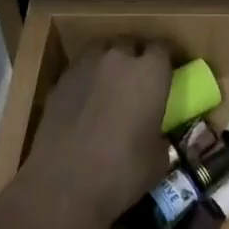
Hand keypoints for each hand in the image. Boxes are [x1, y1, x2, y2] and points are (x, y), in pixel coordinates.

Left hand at [22, 40, 173, 228]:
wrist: (64, 185)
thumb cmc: (122, 172)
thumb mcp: (158, 160)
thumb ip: (160, 136)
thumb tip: (156, 137)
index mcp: (150, 72)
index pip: (163, 48)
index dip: (166, 59)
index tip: (168, 73)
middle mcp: (119, 59)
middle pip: (131, 43)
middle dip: (136, 55)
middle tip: (139, 78)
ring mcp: (86, 66)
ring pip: (102, 50)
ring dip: (109, 61)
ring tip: (111, 83)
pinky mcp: (60, 81)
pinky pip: (80, 69)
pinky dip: (87, 78)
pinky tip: (86, 100)